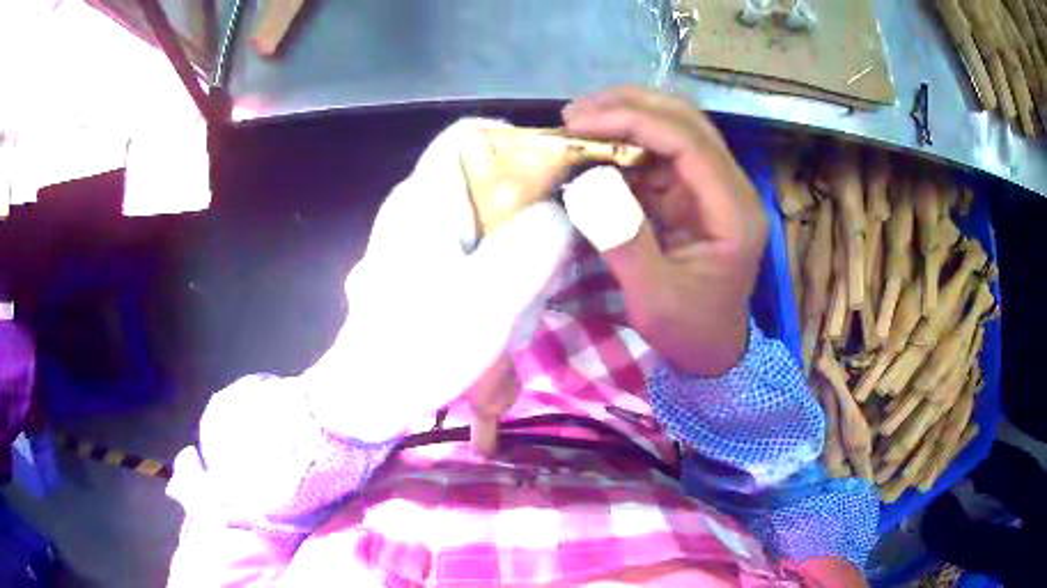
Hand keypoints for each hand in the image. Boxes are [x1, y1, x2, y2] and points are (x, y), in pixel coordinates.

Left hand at [304, 119, 573, 442]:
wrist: (368, 396)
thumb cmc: (422, 345)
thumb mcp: (489, 297)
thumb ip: (533, 244)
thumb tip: (561, 211)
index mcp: (424, 198)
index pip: (467, 135)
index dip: (515, 142)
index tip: (556, 175)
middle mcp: (413, 205)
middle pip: (480, 174)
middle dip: (525, 202)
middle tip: (553, 243)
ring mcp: (411, 236)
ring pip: (478, 212)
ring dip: (513, 239)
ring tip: (530, 284)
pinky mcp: (415, 264)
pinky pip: (466, 243)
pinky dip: (494, 260)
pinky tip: (505, 299)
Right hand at [562, 86, 766, 374]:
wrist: (714, 351)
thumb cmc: (690, 332)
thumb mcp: (655, 301)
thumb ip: (626, 243)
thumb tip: (586, 181)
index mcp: (734, 212)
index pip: (689, 141)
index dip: (634, 120)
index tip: (578, 122)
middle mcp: (730, 187)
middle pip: (686, 121)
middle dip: (629, 106)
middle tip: (573, 114)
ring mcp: (712, 187)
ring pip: (674, 128)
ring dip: (626, 117)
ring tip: (577, 123)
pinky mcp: (693, 194)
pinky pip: (661, 153)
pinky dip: (625, 143)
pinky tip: (594, 147)